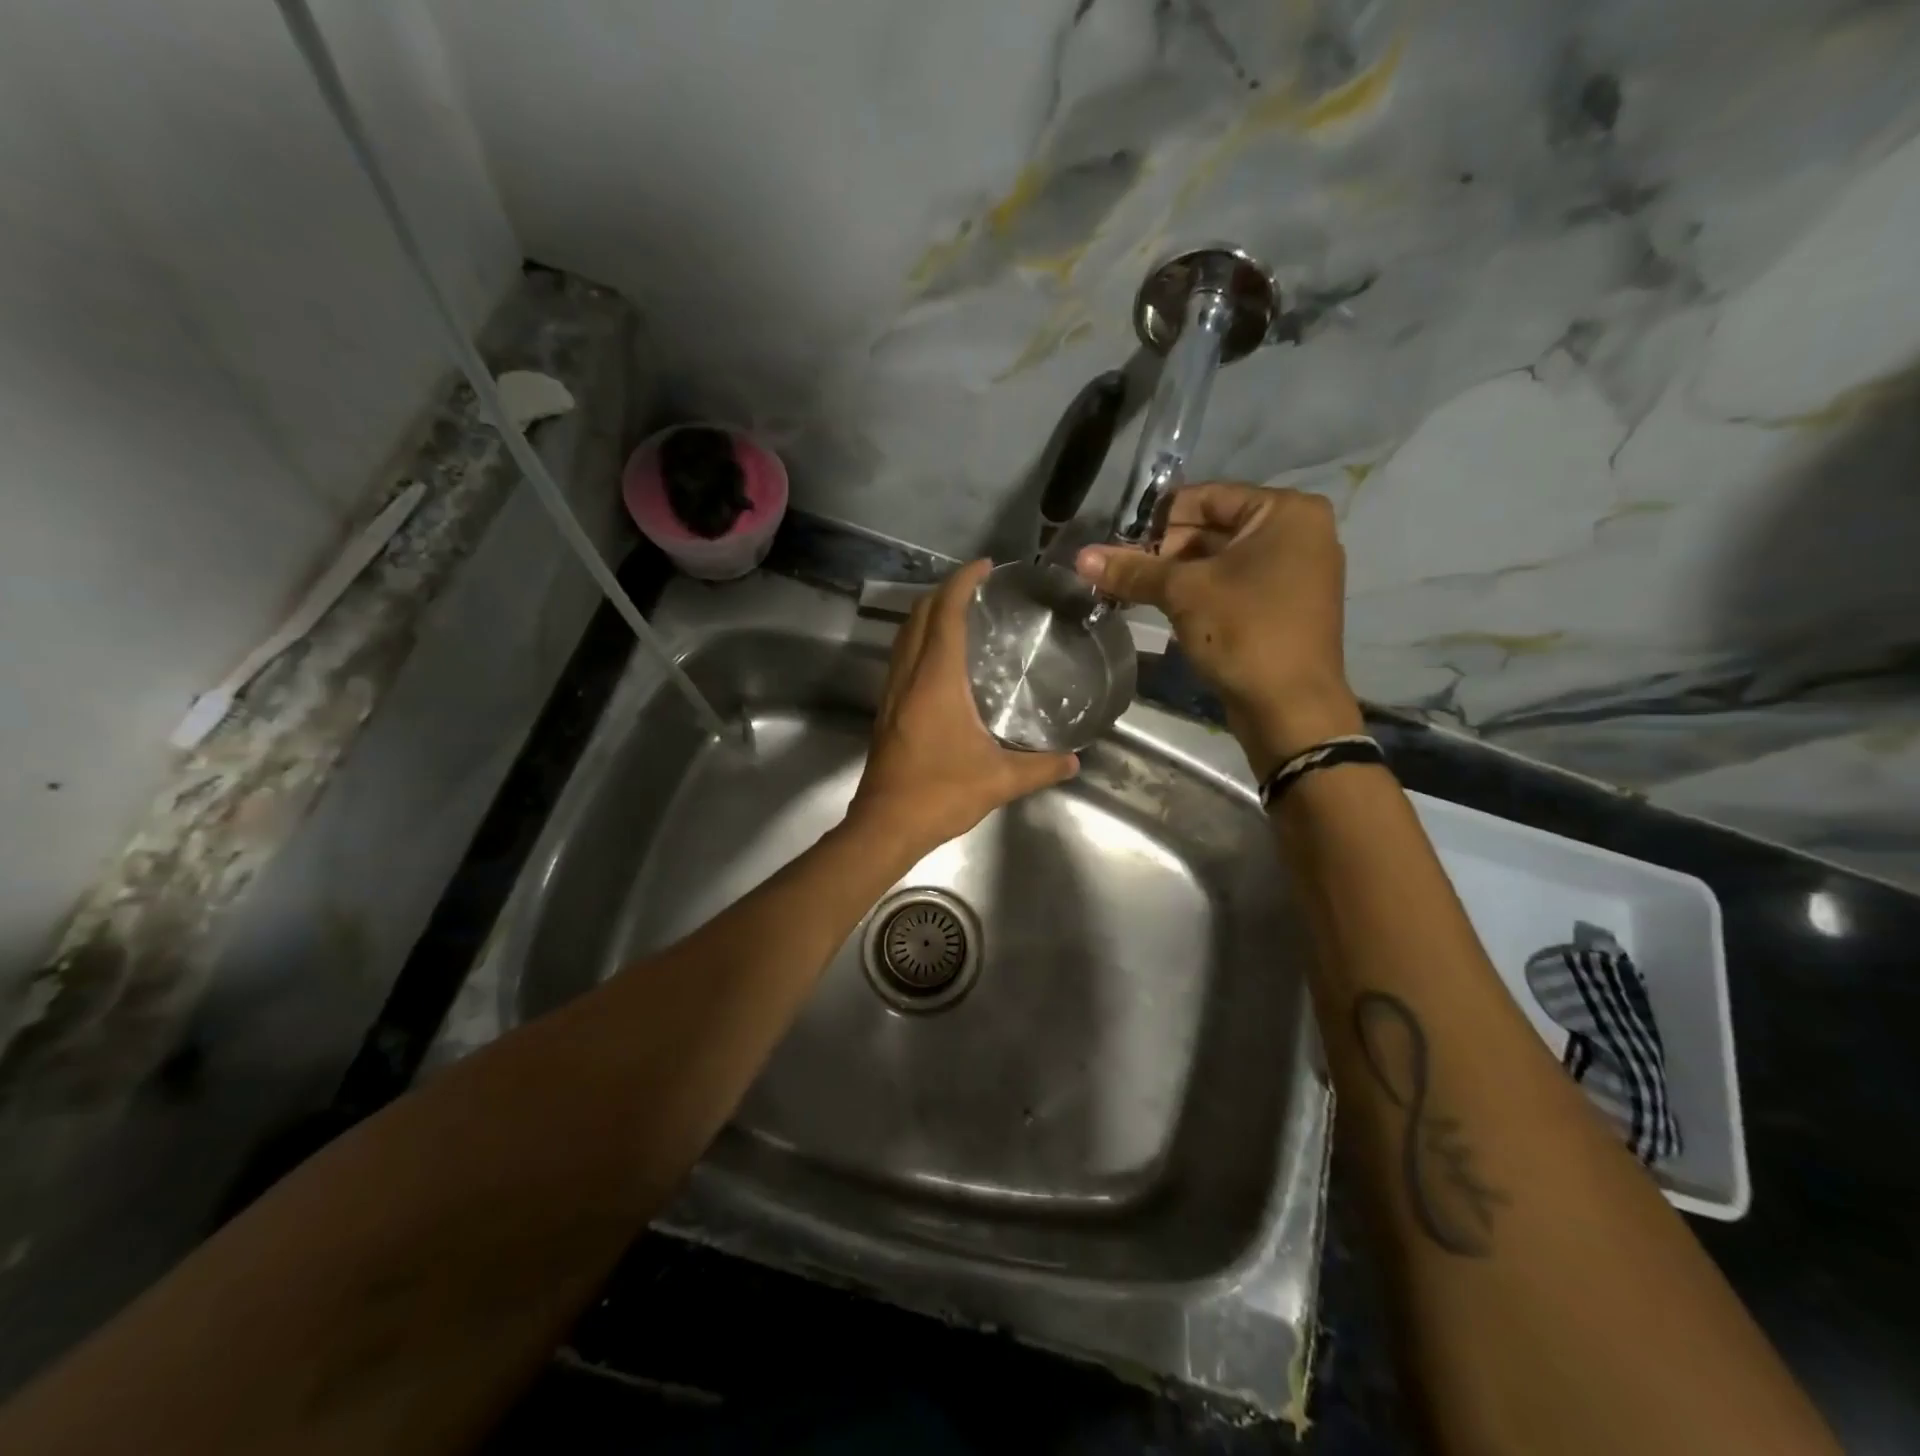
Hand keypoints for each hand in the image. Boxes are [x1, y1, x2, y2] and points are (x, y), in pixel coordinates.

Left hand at [847, 559, 1078, 857]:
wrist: (885, 825)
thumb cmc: (940, 794)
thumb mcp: (999, 781)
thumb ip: (1041, 767)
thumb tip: (1075, 761)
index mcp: (936, 680)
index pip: (946, 613)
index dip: (963, 582)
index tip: (985, 566)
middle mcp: (909, 676)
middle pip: (920, 615)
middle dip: (945, 591)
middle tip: (978, 588)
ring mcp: (891, 692)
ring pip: (905, 635)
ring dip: (929, 614)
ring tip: (962, 613)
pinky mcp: (886, 710)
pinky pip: (901, 657)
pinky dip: (919, 640)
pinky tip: (941, 660)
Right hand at [1076, 483, 1362, 775]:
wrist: (1290, 708)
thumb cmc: (1245, 632)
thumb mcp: (1184, 593)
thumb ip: (1133, 570)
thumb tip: (1080, 557)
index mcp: (1286, 512)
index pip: (1206, 497)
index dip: (1157, 519)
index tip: (1119, 544)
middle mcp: (1298, 533)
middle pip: (1212, 527)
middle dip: (1164, 551)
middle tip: (1124, 574)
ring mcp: (1294, 571)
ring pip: (1220, 560)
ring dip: (1176, 575)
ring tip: (1135, 593)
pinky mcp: (1283, 605)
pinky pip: (1233, 585)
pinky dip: (1200, 593)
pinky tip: (1166, 609)